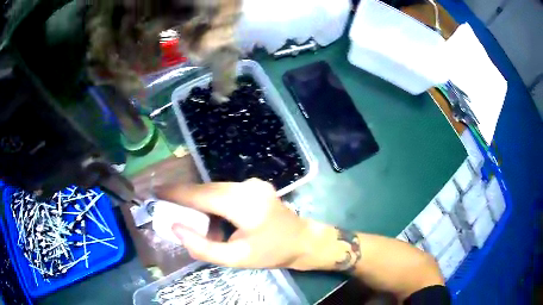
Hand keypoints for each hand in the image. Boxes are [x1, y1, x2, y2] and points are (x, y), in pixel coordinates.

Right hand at [156, 178, 309, 268]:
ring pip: (214, 188)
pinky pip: (225, 190)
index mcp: (244, 205)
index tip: (155, 192)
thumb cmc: (271, 253)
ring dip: (198, 200)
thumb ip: (202, 247)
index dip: (176, 193)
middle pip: (206, 189)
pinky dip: (212, 201)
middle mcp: (247, 187)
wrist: (303, 241)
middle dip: (184, 196)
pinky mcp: (254, 186)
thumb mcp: (235, 259)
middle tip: (165, 205)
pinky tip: (210, 216)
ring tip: (186, 215)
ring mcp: (253, 183)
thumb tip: (176, 228)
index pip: (201, 195)